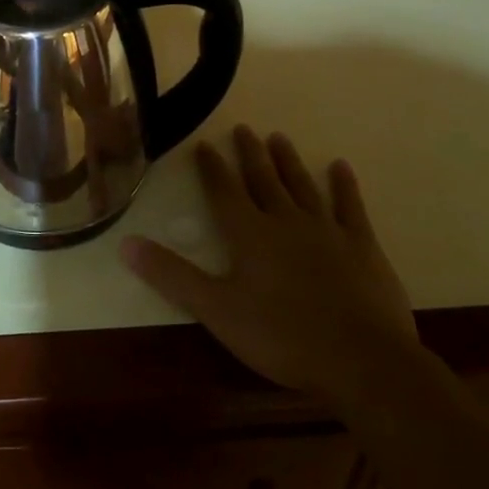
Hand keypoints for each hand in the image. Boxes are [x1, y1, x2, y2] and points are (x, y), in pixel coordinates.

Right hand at [121, 127, 417, 406]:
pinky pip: (350, 207)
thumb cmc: (282, 336)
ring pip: (301, 186)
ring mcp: (326, 230)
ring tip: (279, 138)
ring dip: (288, 162)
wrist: (362, 360)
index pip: (223, 191)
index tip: (204, 145)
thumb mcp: (216, 310)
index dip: (211, 168)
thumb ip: (172, 275)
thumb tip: (125, 243)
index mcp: (249, 234)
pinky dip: (344, 186)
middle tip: (243, 128)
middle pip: (263, 179)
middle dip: (249, 154)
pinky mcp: (362, 246)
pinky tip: (340, 167)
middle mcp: (285, 220)